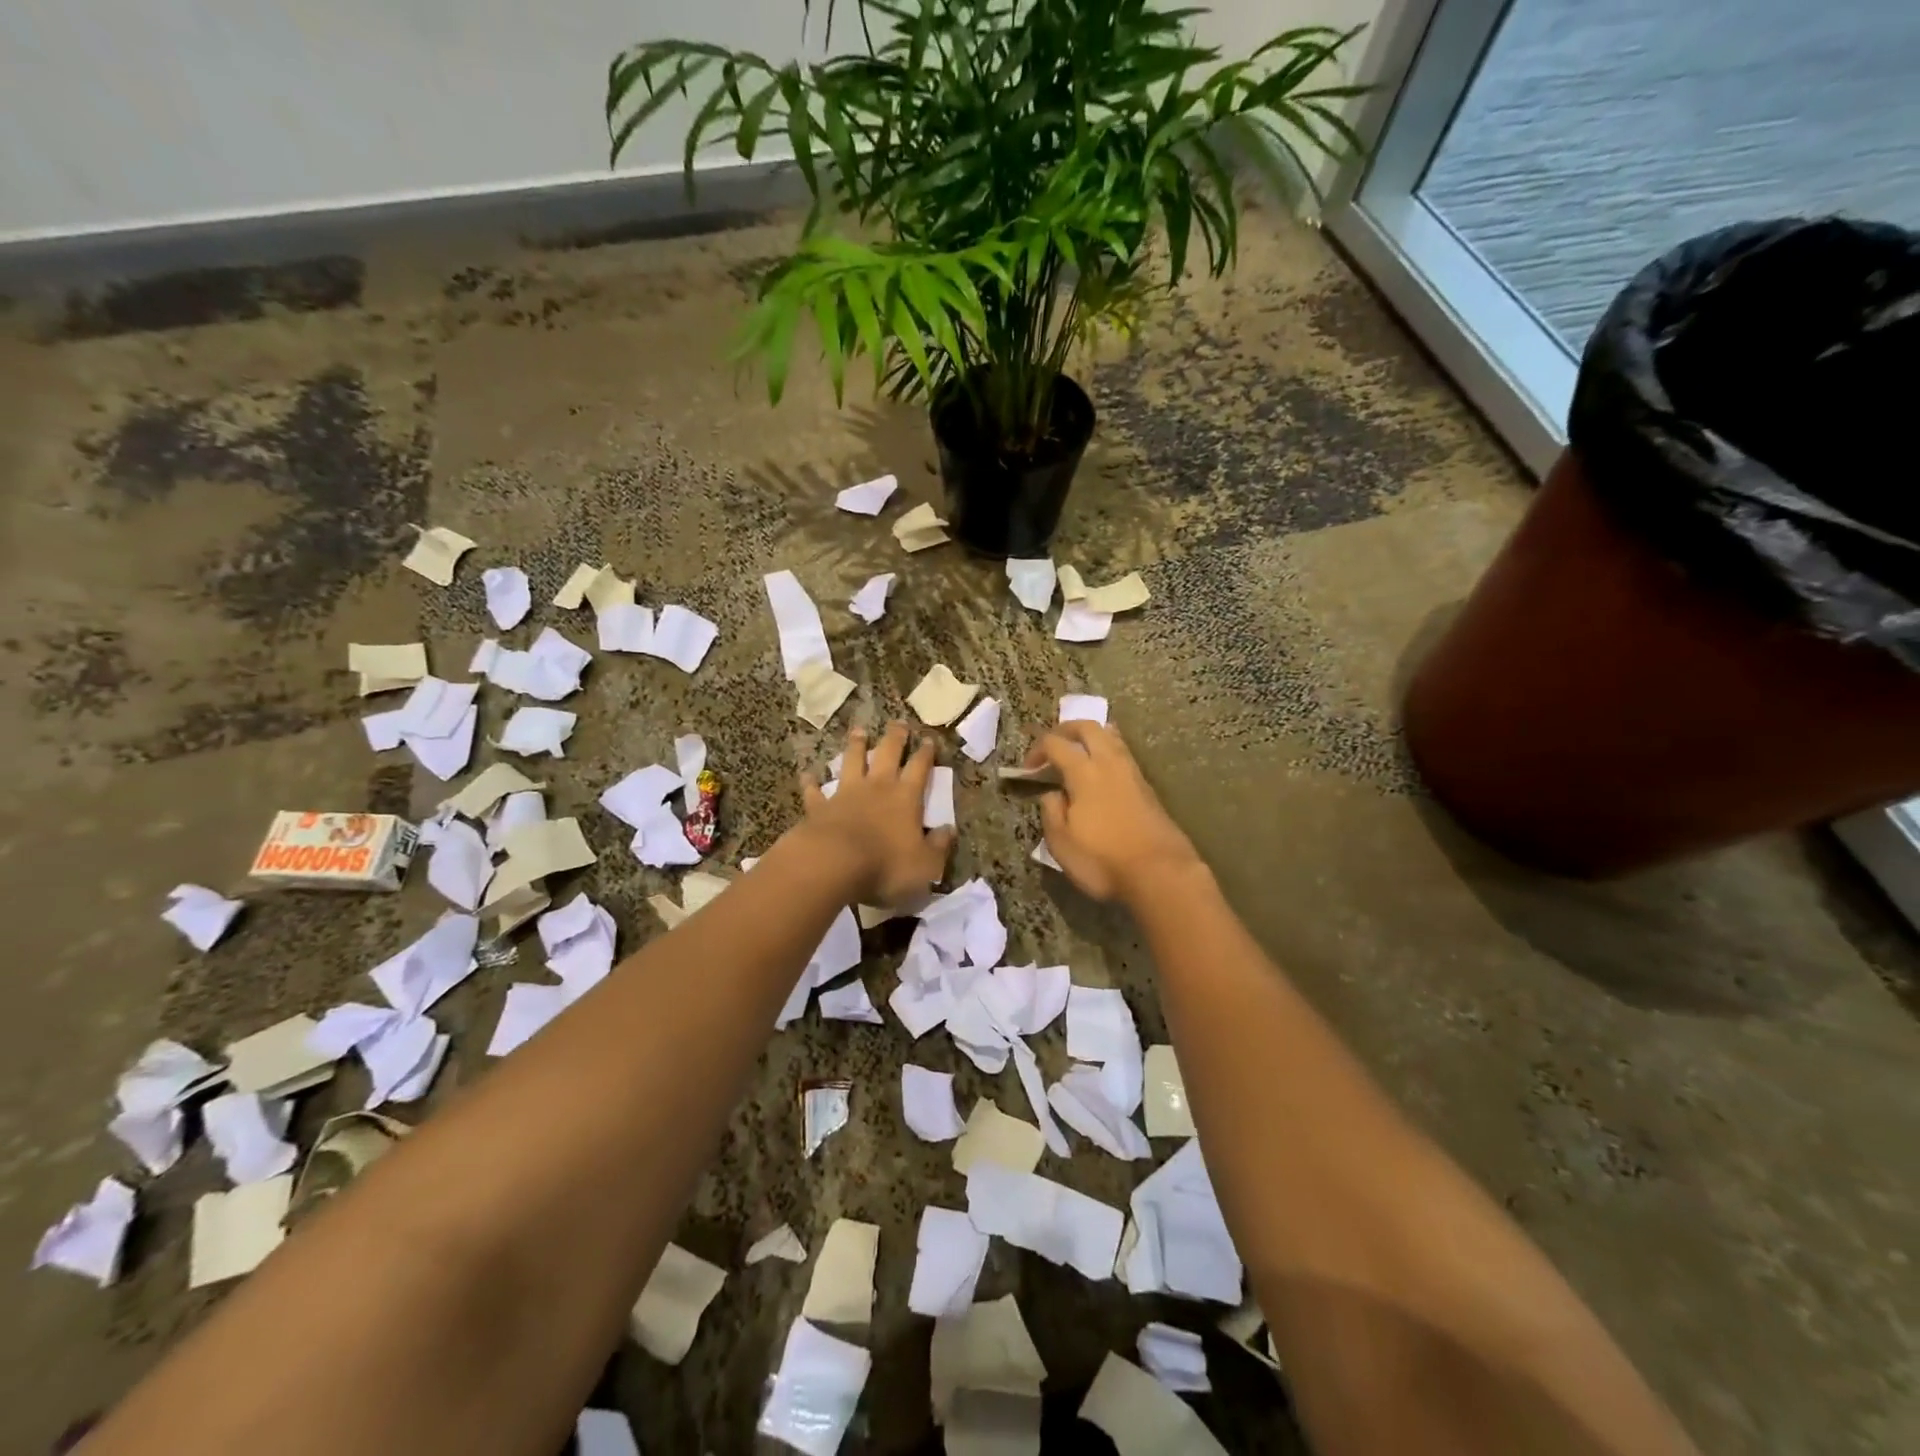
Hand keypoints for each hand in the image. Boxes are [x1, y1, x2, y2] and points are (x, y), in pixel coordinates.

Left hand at [798, 722, 954, 906]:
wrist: (834, 864)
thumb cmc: (886, 865)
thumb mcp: (926, 864)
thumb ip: (939, 846)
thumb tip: (948, 830)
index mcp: (906, 797)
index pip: (920, 768)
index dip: (926, 753)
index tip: (929, 739)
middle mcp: (877, 787)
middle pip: (887, 754)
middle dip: (895, 737)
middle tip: (898, 722)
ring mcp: (845, 794)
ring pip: (851, 761)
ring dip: (856, 746)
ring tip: (858, 731)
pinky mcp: (819, 807)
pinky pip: (815, 791)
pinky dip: (812, 782)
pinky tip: (807, 775)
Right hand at [1030, 720, 1200, 902]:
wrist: (1161, 874)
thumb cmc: (1103, 860)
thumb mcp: (1061, 844)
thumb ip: (1052, 812)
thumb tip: (1052, 794)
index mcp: (1084, 773)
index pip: (1056, 744)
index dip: (1037, 750)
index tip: (1027, 769)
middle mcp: (1110, 764)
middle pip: (1088, 728)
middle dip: (1066, 729)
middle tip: (1053, 744)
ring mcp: (1133, 774)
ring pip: (1111, 738)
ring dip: (1092, 737)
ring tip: (1079, 751)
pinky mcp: (1147, 788)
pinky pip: (1124, 755)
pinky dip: (1108, 752)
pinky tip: (1102, 770)